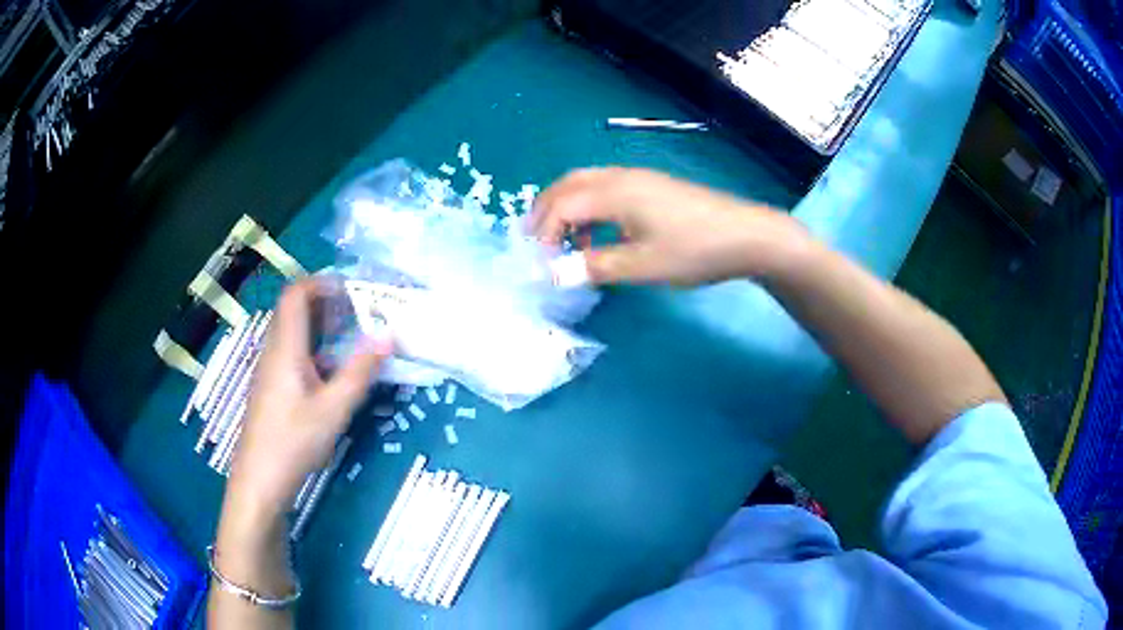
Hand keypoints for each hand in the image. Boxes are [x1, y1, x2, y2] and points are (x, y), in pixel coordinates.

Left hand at [227, 279, 391, 518]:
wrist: (260, 479)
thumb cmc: (294, 441)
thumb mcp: (334, 409)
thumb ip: (360, 371)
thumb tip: (388, 335)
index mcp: (285, 347)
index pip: (296, 294)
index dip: (321, 282)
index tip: (353, 289)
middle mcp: (273, 351)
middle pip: (293, 310)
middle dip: (326, 303)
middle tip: (359, 312)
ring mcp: (269, 370)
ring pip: (292, 332)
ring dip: (320, 327)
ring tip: (351, 337)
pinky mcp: (271, 388)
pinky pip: (291, 353)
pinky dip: (313, 349)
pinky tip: (332, 373)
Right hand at [531, 168, 806, 285]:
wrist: (747, 235)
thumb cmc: (694, 250)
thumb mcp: (642, 266)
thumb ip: (594, 267)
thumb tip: (554, 274)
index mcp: (613, 192)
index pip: (560, 206)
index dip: (542, 234)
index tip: (541, 266)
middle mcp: (619, 177)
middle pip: (567, 185)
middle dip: (545, 213)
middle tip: (539, 246)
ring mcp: (638, 178)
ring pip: (586, 185)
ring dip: (567, 210)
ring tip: (567, 245)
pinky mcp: (652, 186)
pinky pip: (606, 189)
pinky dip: (590, 210)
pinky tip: (602, 238)